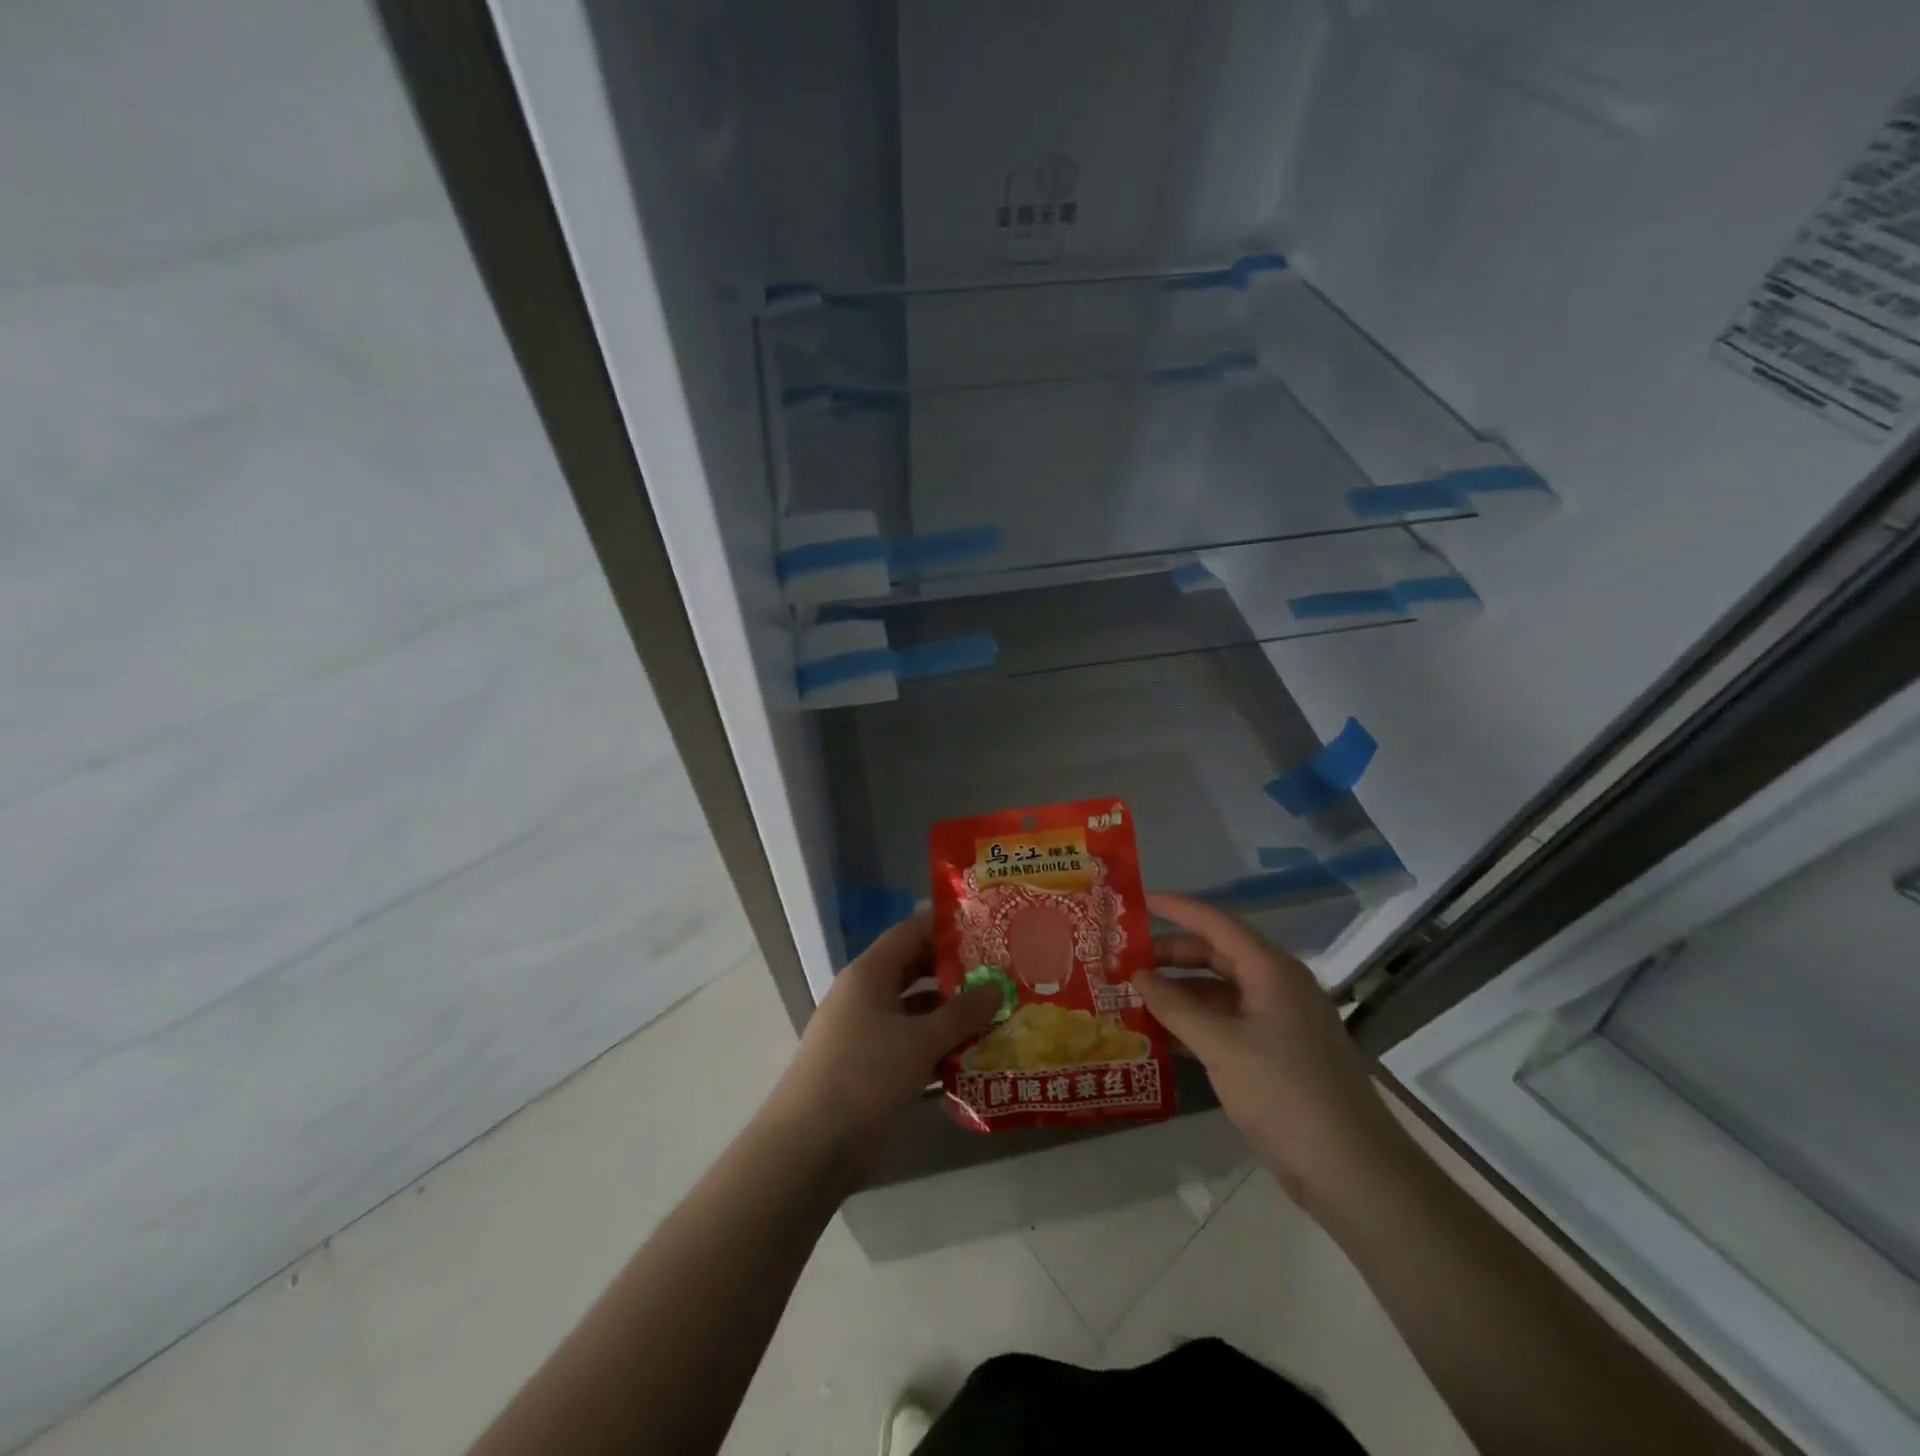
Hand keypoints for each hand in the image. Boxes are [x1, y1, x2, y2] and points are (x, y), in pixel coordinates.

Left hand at [771, 911, 1000, 1159]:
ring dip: (951, 1014)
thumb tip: (997, 987)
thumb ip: (962, 1013)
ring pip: (916, 1012)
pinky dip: (938, 1047)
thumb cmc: (864, 1075)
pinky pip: (911, 1045)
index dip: (945, 926)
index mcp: (869, 974)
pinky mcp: (871, 1067)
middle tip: (998, 973)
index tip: (985, 926)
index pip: (910, 931)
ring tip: (996, 1014)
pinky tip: (974, 1056)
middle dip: (955, 972)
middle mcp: (866, 996)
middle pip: (914, 970)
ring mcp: (866, 1032)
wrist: (810, 1146)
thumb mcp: (920, 1041)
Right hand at [1134, 892, 1406, 1206]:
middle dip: (1169, 956)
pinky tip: (1159, 1036)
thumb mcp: (1222, 1046)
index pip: (1215, 923)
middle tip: (1123, 961)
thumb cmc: (1286, 1093)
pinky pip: (1225, 1023)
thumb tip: (1137, 975)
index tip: (1136, 901)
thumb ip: (1175, 1007)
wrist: (1352, 1172)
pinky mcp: (1274, 1054)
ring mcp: (1277, 1022)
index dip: (1176, 908)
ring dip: (1177, 993)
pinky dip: (1193, 1024)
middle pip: (1214, 955)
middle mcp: (1275, 986)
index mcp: (1271, 970)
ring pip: (1217, 992)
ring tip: (1131, 997)